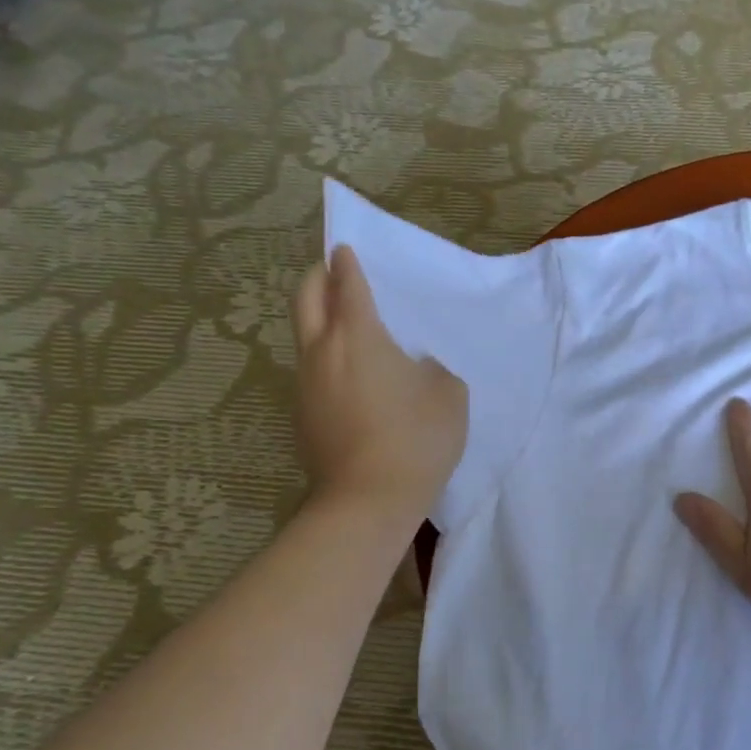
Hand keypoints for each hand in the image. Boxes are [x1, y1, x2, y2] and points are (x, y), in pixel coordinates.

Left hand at [291, 245, 466, 520]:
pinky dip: (325, 360)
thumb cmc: (416, 438)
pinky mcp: (301, 414)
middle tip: (332, 272)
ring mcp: (305, 384)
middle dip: (317, 277)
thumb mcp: (449, 396)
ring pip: (304, 335)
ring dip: (319, 320)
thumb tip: (416, 368)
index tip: (345, 249)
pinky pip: (311, 371)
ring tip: (346, 328)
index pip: (348, 284)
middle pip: (306, 298)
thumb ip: (433, 369)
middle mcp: (322, 351)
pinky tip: (350, 379)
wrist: (367, 499)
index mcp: (359, 336)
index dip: (347, 263)